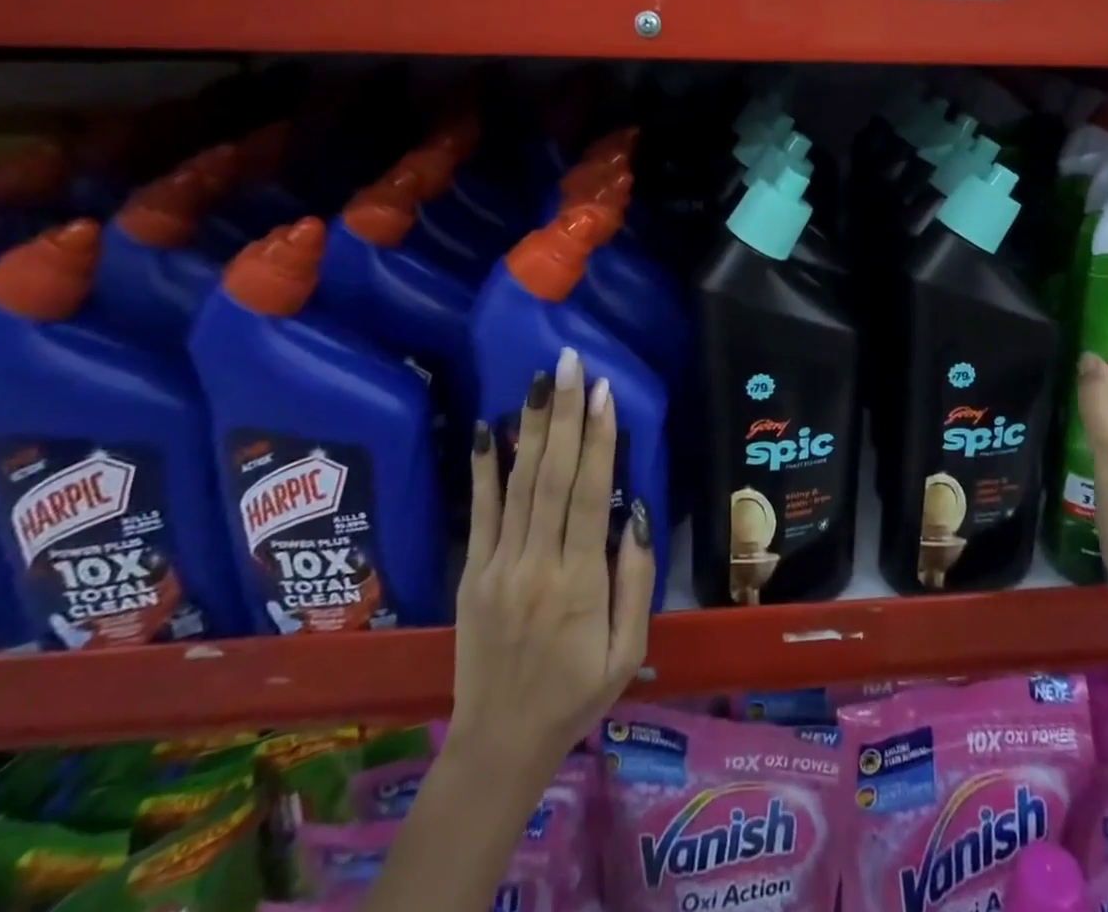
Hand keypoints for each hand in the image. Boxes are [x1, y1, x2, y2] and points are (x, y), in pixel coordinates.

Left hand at [447, 346, 655, 779]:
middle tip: (569, 364)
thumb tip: (635, 513)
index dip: (597, 439)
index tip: (602, 392)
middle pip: (551, 476)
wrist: (499, 744)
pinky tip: (487, 428)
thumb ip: (635, 580)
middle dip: (563, 414)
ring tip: (537, 380)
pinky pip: (479, 512)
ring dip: (530, 427)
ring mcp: (498, 566)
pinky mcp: (472, 572)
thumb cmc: (576, 695)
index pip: (588, 494)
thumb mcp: (629, 651)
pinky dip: (483, 468)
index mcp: (579, 583)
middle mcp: (536, 564)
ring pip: (518, 484)